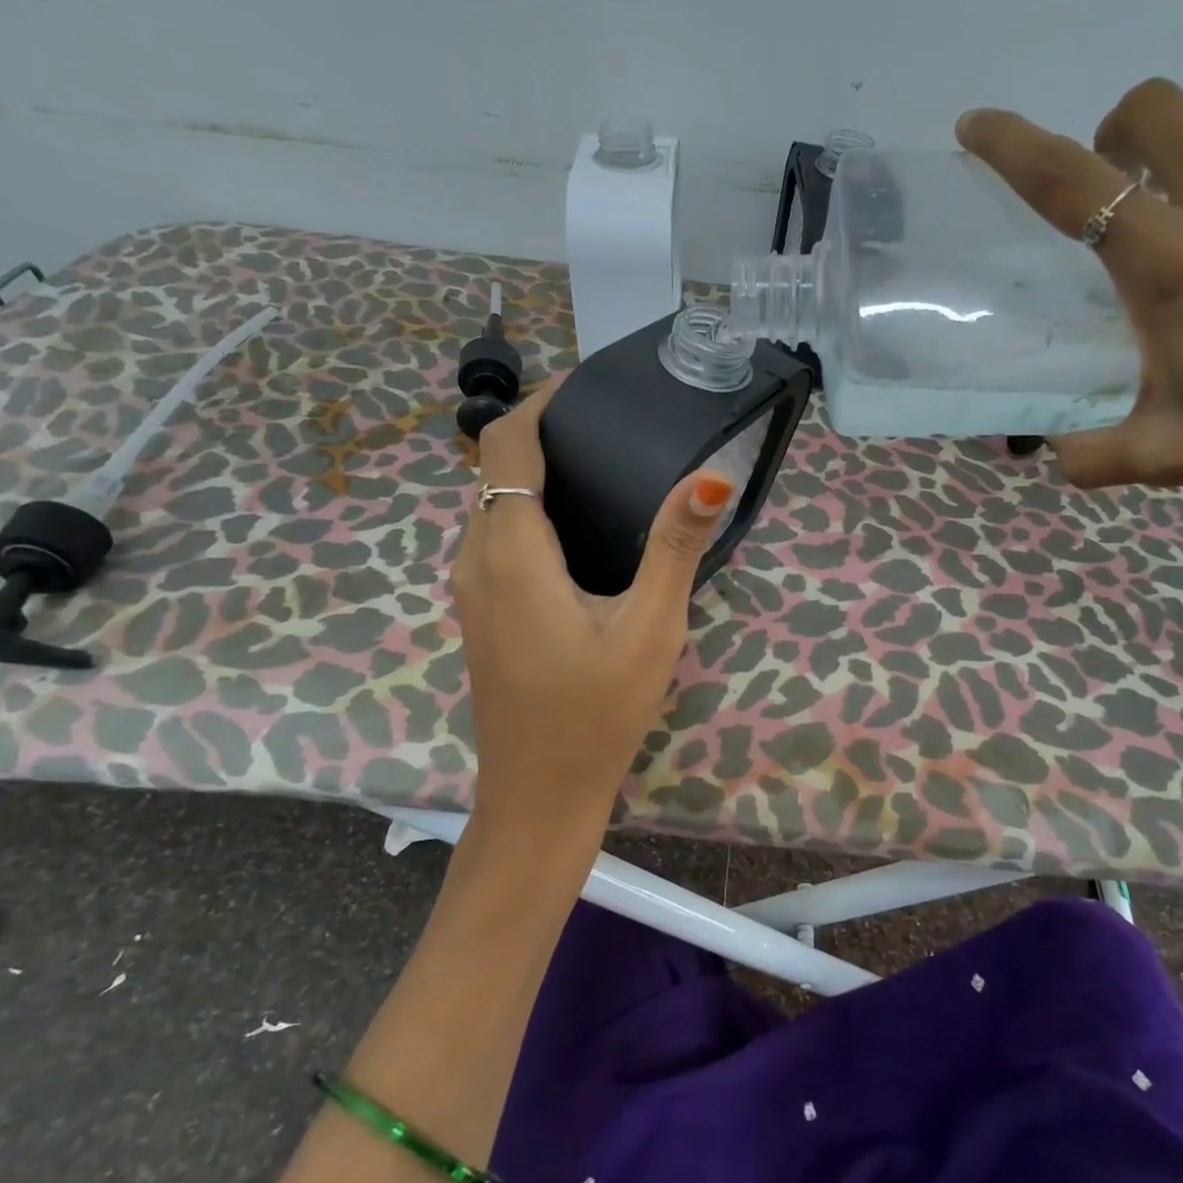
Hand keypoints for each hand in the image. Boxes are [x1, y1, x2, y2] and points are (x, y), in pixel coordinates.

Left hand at [451, 383, 734, 841]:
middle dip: (543, 434)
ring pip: (494, 505)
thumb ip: (674, 547)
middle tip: (613, 427)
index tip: (589, 388)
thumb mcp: (649, 627)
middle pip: (496, 469)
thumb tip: (709, 476)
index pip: (506, 445)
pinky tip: (582, 531)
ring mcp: (472, 589)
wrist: (540, 794)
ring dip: (536, 474)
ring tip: (604, 468)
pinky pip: (498, 538)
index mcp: (511, 551)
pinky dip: (530, 512)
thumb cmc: (596, 712)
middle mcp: (476, 559)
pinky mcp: (482, 613)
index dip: (540, 403)